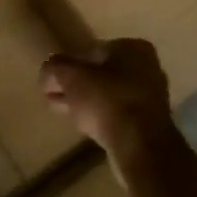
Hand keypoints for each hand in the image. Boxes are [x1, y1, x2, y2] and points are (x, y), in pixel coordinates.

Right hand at [42, 39, 179, 175]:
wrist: (140, 148)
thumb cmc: (107, 100)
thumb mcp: (71, 77)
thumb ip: (55, 68)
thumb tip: (47, 70)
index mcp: (133, 49)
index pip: (92, 50)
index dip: (69, 63)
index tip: (53, 77)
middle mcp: (147, 69)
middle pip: (101, 73)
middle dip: (76, 83)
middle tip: (51, 92)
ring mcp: (150, 98)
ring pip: (107, 95)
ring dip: (83, 100)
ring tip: (57, 107)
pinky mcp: (148, 125)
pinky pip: (115, 113)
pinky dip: (97, 115)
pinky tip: (79, 122)